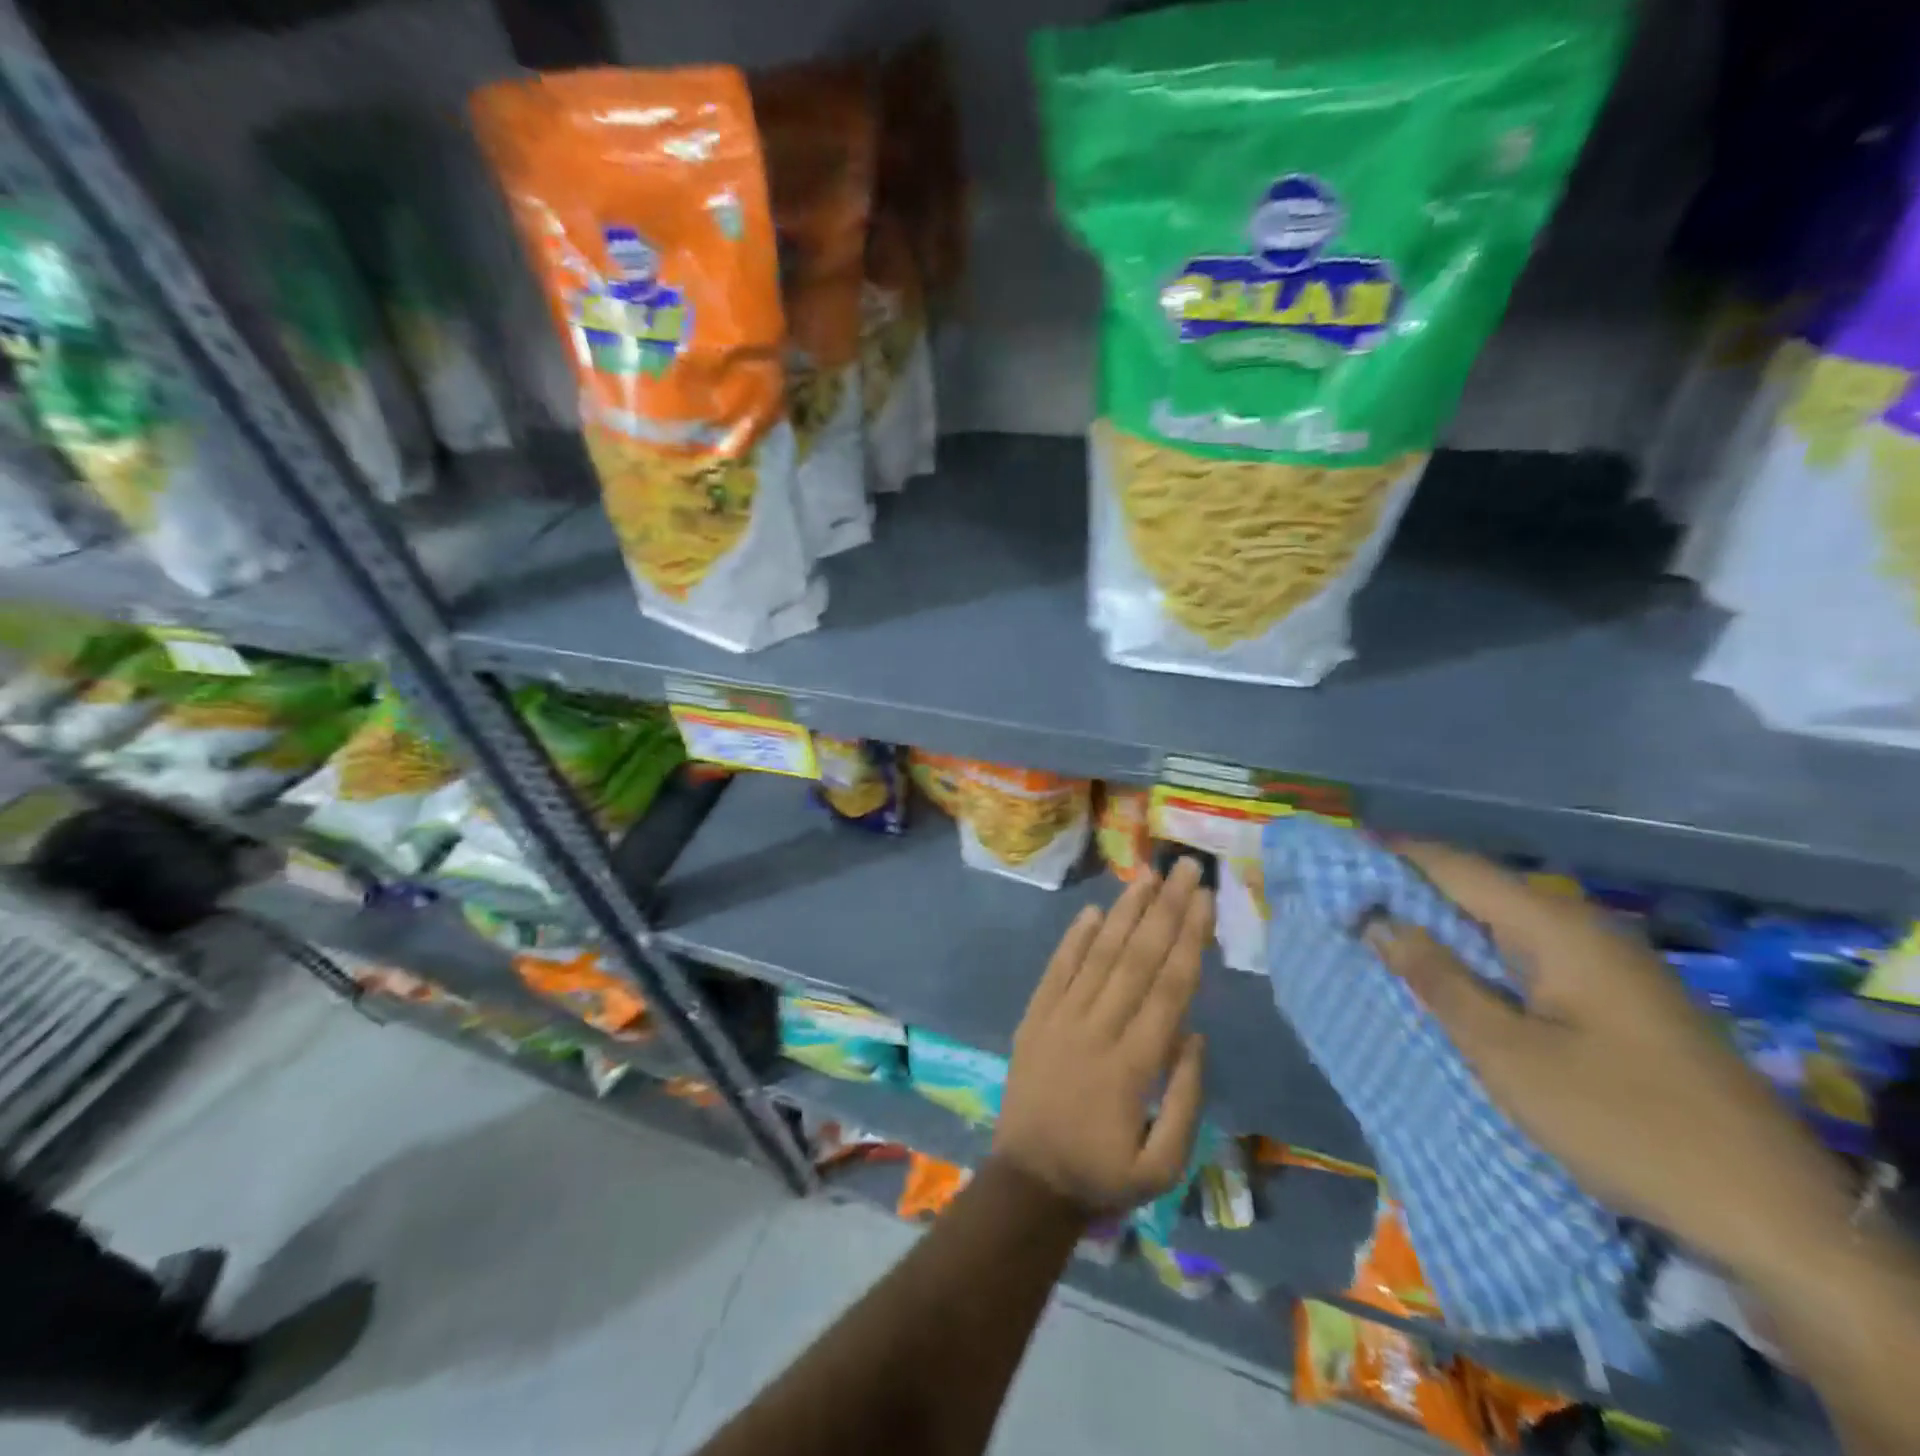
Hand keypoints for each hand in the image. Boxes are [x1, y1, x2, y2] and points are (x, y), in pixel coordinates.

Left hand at [992, 858, 1210, 1217]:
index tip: (1205, 900)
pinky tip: (1091, 911)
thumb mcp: (1163, 1165)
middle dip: (1165, 909)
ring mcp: (1060, 1019)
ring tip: (1145, 877)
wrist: (1028, 1182)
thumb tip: (1195, 1034)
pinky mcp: (1034, 1018)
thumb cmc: (1102, 1175)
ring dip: (1124, 914)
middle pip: (1136, 958)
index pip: (1168, 988)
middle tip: (1184, 868)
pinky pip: (1055, 971)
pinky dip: (1073, 939)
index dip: (1189, 940)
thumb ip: (1185, 1099)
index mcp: (1133, 1064)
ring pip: (1097, 955)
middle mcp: (1096, 1029)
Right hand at [1365, 840, 1853, 1281]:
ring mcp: (1608, 964)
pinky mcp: (1618, 999)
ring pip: (1503, 923)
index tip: (1335, 854)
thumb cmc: (1621, 1122)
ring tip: (1381, 927)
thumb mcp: (1507, 1054)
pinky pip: (1529, 954)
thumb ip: (1437, 979)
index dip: (1392, 855)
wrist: (1774, 1215)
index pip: (1456, 868)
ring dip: (1442, 922)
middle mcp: (1583, 930)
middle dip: (1410, 888)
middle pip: (1479, 888)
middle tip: (1346, 895)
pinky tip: (1450, 972)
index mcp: (1556, 929)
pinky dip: (1478, 953)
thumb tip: (1379, 920)